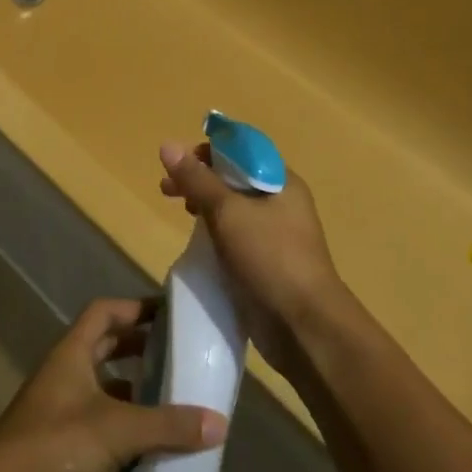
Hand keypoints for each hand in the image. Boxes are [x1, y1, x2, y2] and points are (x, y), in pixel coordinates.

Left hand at [0, 298, 226, 471]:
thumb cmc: (54, 446)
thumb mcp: (117, 431)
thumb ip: (167, 426)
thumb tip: (219, 423)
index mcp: (72, 353)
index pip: (104, 313)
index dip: (134, 308)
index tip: (168, 314)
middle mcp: (64, 374)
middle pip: (104, 349)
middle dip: (139, 351)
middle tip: (176, 358)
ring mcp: (58, 412)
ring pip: (103, 392)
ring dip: (133, 396)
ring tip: (172, 405)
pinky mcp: (58, 448)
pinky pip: (98, 429)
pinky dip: (123, 435)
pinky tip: (149, 454)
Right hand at [159, 142, 344, 371]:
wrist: (304, 326)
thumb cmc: (270, 257)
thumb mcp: (228, 212)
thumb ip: (196, 179)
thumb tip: (167, 145)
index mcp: (281, 181)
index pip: (241, 149)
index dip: (208, 150)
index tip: (178, 163)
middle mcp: (281, 202)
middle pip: (234, 177)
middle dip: (199, 179)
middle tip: (166, 189)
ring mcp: (275, 234)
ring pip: (233, 207)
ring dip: (205, 205)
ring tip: (182, 212)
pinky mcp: (266, 262)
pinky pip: (235, 235)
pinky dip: (214, 231)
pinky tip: (197, 241)